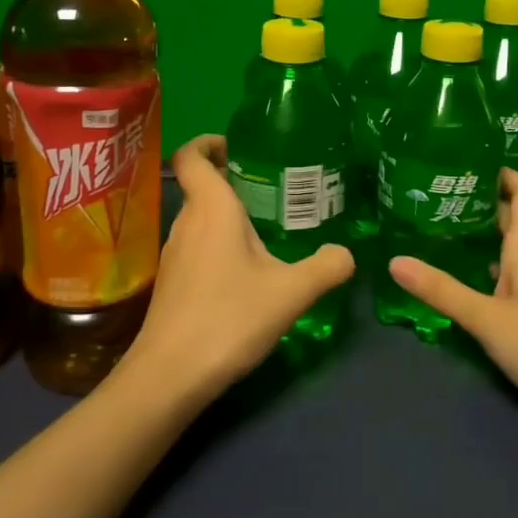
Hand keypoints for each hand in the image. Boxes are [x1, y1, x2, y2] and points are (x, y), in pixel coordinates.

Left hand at [120, 134, 354, 402]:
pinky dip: (220, 245)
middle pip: (202, 187)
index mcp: (211, 210)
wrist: (170, 375)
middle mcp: (186, 223)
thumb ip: (326, 267)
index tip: (238, 146)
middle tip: (275, 190)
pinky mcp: (173, 283)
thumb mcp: (291, 292)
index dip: (209, 142)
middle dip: (233, 181)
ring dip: (228, 216)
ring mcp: (174, 254)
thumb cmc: (229, 319)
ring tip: (268, 230)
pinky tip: (247, 272)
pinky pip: (197, 246)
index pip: (193, 156)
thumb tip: (347, 254)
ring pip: (201, 219)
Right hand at [389, 170, 517, 418]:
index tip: (469, 163)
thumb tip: (394, 261)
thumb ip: (441, 291)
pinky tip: (480, 280)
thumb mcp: (486, 319)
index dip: (503, 172)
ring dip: (492, 235)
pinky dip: (501, 263)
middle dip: (485, 203)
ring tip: (452, 234)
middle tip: (443, 199)